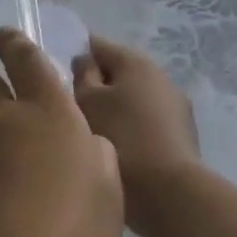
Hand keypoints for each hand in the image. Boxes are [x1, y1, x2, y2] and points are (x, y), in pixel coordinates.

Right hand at [71, 35, 202, 207]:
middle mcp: (160, 76)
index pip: (96, 44)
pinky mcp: (180, 135)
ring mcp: (175, 106)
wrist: (169, 192)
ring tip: (90, 134)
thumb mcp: (86, 101)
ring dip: (112, 110)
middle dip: (94, 87)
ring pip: (131, 99)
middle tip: (69, 110)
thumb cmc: (120, 137)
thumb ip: (81, 75)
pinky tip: (114, 150)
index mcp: (135, 61)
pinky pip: (144, 122)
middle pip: (116, 72)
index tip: (55, 80)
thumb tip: (85, 62)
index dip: (73, 57)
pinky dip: (128, 129)